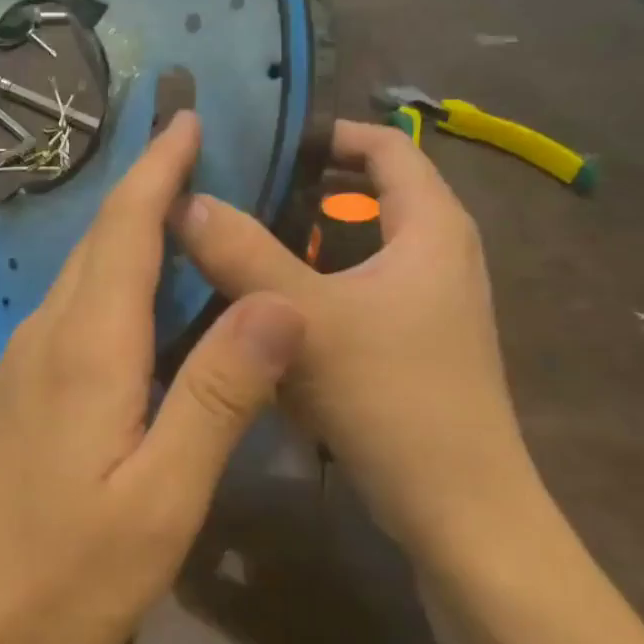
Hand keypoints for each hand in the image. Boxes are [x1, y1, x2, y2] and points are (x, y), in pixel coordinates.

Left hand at [0, 111, 302, 643]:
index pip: (127, 229)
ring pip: (81, 273)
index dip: (159, 168)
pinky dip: (109, 279)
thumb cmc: (60, 576)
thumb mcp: (161, 497)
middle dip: (145, 185)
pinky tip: (136, 299)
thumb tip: (279, 302)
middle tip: (193, 148)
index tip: (187, 117)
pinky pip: (71, 311)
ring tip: (178, 210)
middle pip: (99, 240)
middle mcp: (47, 336)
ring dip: (127, 231)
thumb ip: (218, 394)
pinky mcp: (16, 396)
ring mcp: (22, 366)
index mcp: (88, 346)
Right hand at [172, 120, 531, 554]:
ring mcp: (427, 303)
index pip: (386, 145)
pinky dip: (313, 283)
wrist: (458, 511)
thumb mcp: (306, 318)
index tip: (261, 142)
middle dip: (302, 187)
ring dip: (301, 239)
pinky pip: (355, 289)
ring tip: (236, 242)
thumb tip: (185, 200)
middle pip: (368, 193)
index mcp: (432, 227)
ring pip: (356, 246)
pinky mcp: (411, 343)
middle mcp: (438, 254)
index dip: (326, 132)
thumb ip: (242, 255)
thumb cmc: (392, 398)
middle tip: (234, 192)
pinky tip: (265, 308)